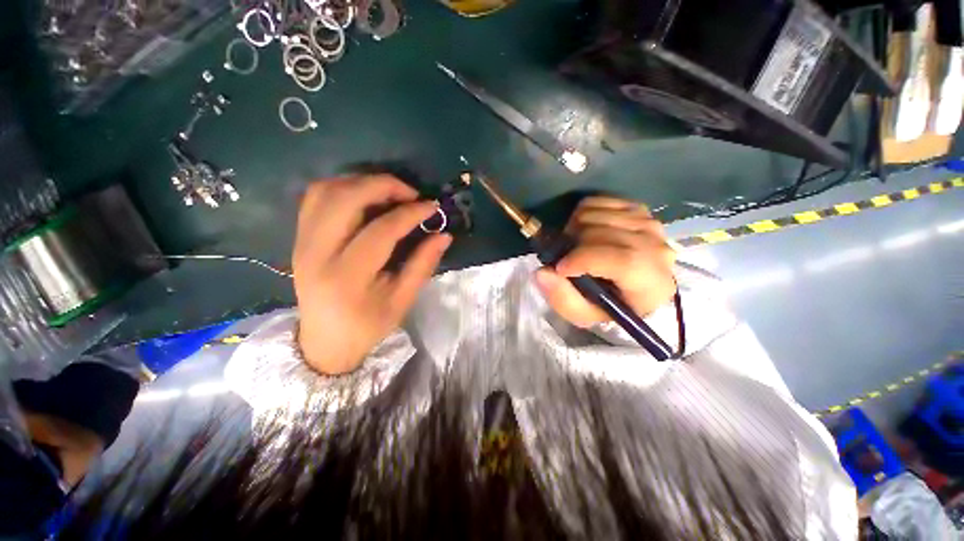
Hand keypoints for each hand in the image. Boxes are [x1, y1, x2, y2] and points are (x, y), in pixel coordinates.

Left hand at [293, 175, 451, 374]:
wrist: (324, 341)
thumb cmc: (367, 325)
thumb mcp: (402, 301)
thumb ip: (423, 265)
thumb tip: (444, 235)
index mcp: (347, 277)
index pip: (380, 231)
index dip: (410, 213)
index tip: (431, 207)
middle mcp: (317, 253)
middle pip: (346, 199)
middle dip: (383, 185)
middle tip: (410, 194)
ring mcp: (302, 242)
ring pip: (326, 190)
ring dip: (361, 182)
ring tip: (389, 192)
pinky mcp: (298, 237)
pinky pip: (315, 197)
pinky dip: (342, 187)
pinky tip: (364, 197)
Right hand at [534, 196, 675, 327]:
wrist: (630, 286)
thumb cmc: (607, 304)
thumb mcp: (583, 314)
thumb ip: (563, 299)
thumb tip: (542, 272)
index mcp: (651, 283)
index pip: (624, 261)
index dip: (585, 260)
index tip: (560, 267)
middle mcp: (656, 249)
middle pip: (603, 234)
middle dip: (573, 246)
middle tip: (565, 258)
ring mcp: (648, 223)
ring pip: (596, 215)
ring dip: (574, 230)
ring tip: (575, 246)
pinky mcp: (636, 208)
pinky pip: (598, 200)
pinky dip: (582, 214)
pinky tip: (584, 231)